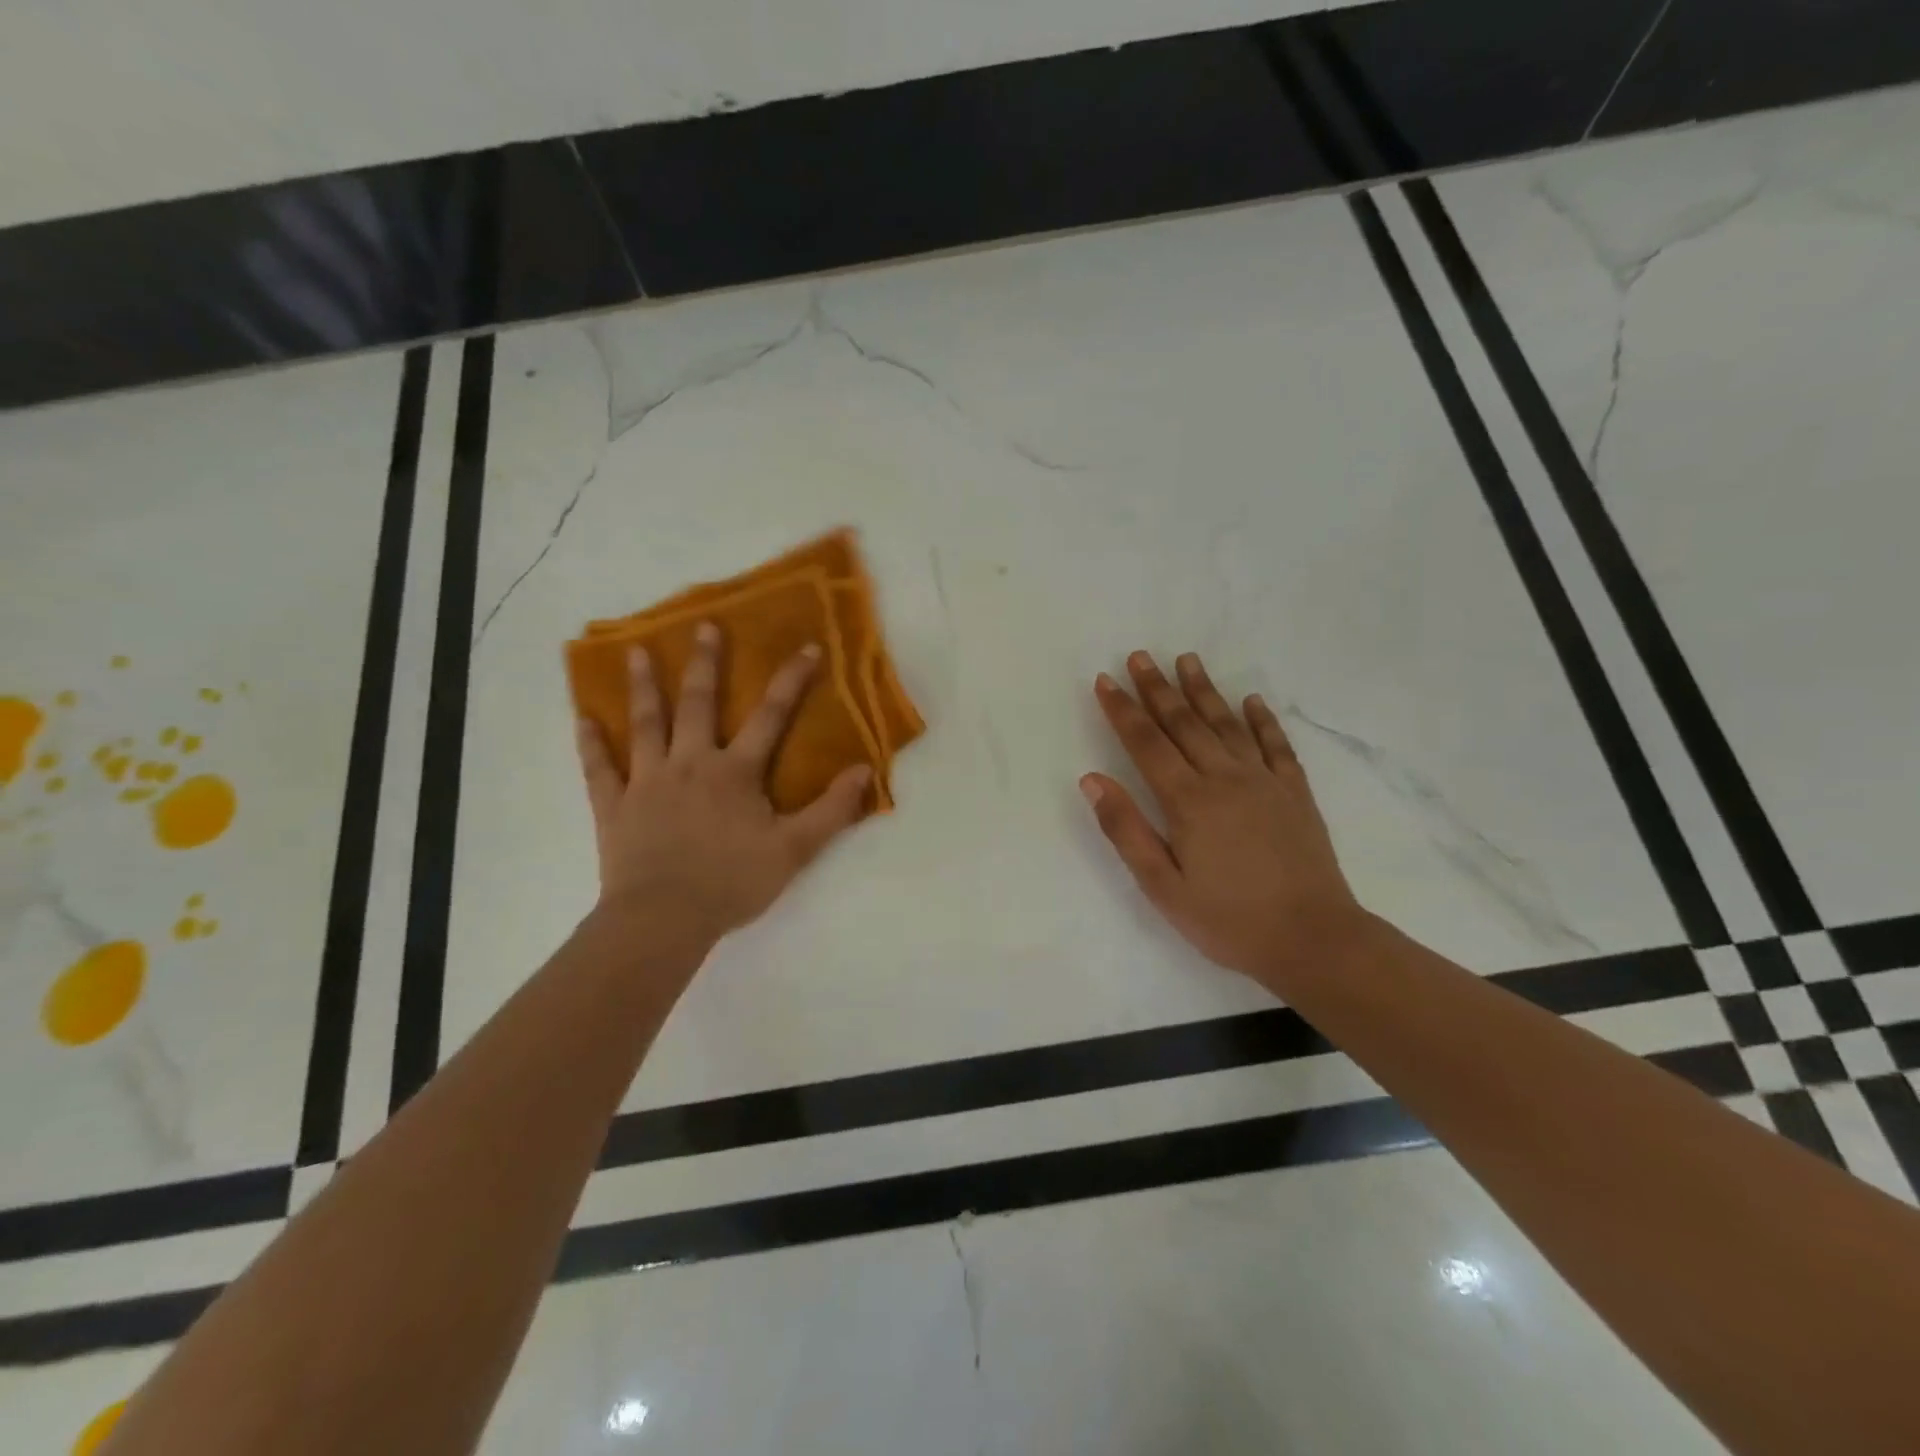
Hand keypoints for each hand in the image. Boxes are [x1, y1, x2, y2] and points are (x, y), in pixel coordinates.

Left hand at [575, 623, 871, 948]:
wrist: (664, 919)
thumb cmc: (732, 882)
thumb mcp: (795, 850)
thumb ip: (831, 810)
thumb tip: (864, 771)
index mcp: (735, 772)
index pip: (771, 716)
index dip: (791, 680)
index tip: (808, 647)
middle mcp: (690, 763)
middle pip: (697, 704)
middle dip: (704, 664)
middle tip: (703, 627)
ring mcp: (647, 782)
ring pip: (645, 725)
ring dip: (642, 687)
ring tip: (634, 651)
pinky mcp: (614, 806)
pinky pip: (599, 768)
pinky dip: (591, 743)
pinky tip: (582, 718)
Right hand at [1081, 651, 1364, 984]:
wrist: (1313, 939)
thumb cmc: (1228, 920)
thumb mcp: (1162, 886)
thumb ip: (1126, 829)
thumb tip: (1092, 779)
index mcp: (1188, 801)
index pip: (1146, 744)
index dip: (1123, 710)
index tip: (1106, 681)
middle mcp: (1225, 778)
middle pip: (1184, 723)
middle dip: (1157, 688)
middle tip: (1140, 656)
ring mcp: (1264, 781)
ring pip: (1227, 724)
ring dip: (1204, 690)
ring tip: (1187, 660)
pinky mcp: (1295, 793)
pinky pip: (1276, 745)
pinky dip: (1262, 719)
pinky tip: (1252, 700)